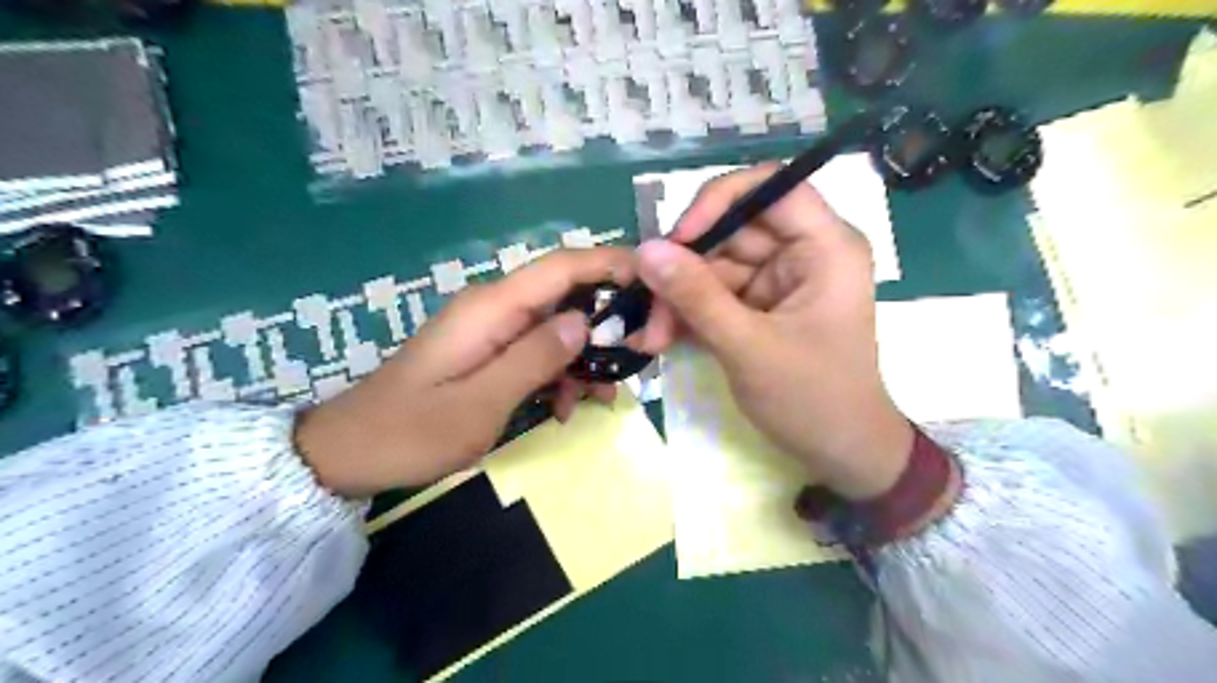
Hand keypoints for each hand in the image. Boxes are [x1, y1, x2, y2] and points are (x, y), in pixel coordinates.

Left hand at [298, 247, 632, 499]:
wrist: (348, 454)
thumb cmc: (410, 433)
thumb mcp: (480, 404)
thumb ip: (534, 359)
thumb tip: (585, 322)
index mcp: (491, 309)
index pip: (561, 266)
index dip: (610, 263)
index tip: (654, 279)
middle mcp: (494, 309)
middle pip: (566, 295)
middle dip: (607, 322)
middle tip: (638, 359)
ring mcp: (491, 330)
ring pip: (557, 327)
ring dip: (585, 357)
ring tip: (601, 398)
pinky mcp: (488, 352)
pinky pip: (537, 350)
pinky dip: (559, 373)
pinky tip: (564, 407)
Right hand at [637, 163, 901, 497]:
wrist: (840, 454)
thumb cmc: (813, 399)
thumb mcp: (749, 347)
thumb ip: (697, 297)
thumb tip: (646, 249)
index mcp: (825, 247)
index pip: (773, 187)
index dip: (720, 201)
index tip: (679, 239)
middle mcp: (802, 253)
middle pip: (732, 232)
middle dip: (685, 269)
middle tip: (646, 307)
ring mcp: (778, 281)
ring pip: (715, 267)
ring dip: (678, 300)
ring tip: (651, 338)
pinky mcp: (760, 307)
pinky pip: (715, 294)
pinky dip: (688, 315)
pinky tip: (662, 339)